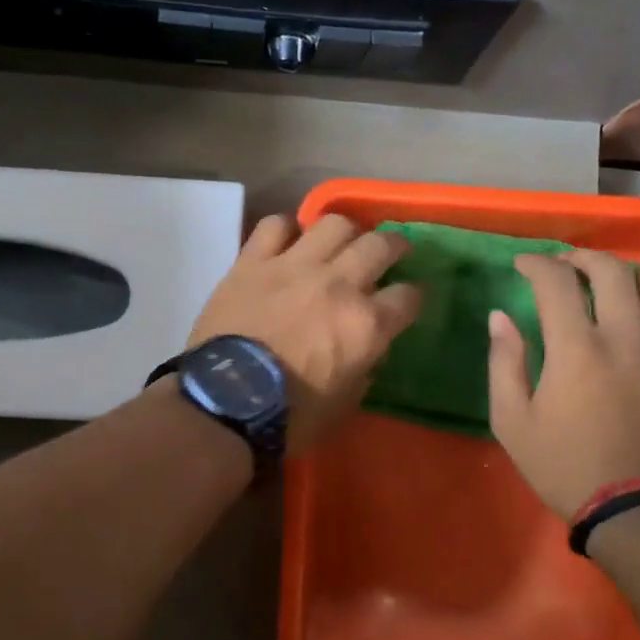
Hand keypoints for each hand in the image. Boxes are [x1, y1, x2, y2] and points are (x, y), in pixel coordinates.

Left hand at [186, 214, 422, 452]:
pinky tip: (287, 241)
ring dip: (345, 232)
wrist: (225, 402)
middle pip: (380, 245)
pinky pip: (274, 225)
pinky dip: (285, 229)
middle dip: (394, 247)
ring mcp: (293, 266)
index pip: (409, 296)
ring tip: (341, 242)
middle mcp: (338, 284)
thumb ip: (364, 367)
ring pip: (334, 223)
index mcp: (366, 325)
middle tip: (390, 254)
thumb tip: (367, 348)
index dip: (413, 298)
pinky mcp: (252, 261)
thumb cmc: (290, 416)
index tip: (408, 301)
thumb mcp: (344, 404)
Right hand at [488, 250, 639, 519]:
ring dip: (620, 271)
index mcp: (577, 348)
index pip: (557, 281)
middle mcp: (624, 336)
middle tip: (560, 265)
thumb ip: (504, 362)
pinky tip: (633, 310)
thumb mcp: (513, 421)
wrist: (639, 507)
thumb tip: (500, 317)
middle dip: (579, 257)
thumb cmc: (565, 466)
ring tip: (600, 279)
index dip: (535, 264)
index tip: (521, 265)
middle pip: (609, 270)